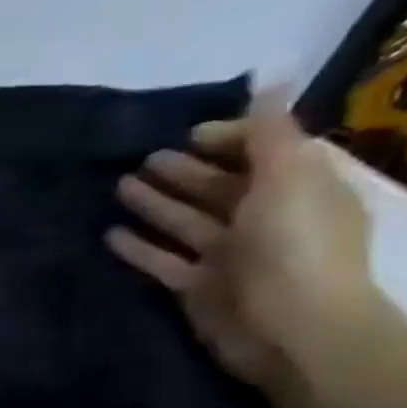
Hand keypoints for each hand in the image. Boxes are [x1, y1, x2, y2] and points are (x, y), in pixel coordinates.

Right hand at [106, 90, 373, 403]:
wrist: (289, 330)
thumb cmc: (292, 248)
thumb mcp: (287, 178)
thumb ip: (270, 132)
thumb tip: (271, 77)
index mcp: (297, 190)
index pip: (264, 153)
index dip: (229, 139)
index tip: (187, 134)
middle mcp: (264, 220)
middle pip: (219, 188)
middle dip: (184, 172)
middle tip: (143, 159)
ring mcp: (228, 257)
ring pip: (185, 222)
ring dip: (155, 204)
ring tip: (117, 187)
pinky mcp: (197, 288)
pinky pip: (162, 261)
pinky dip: (138, 247)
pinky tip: (109, 234)